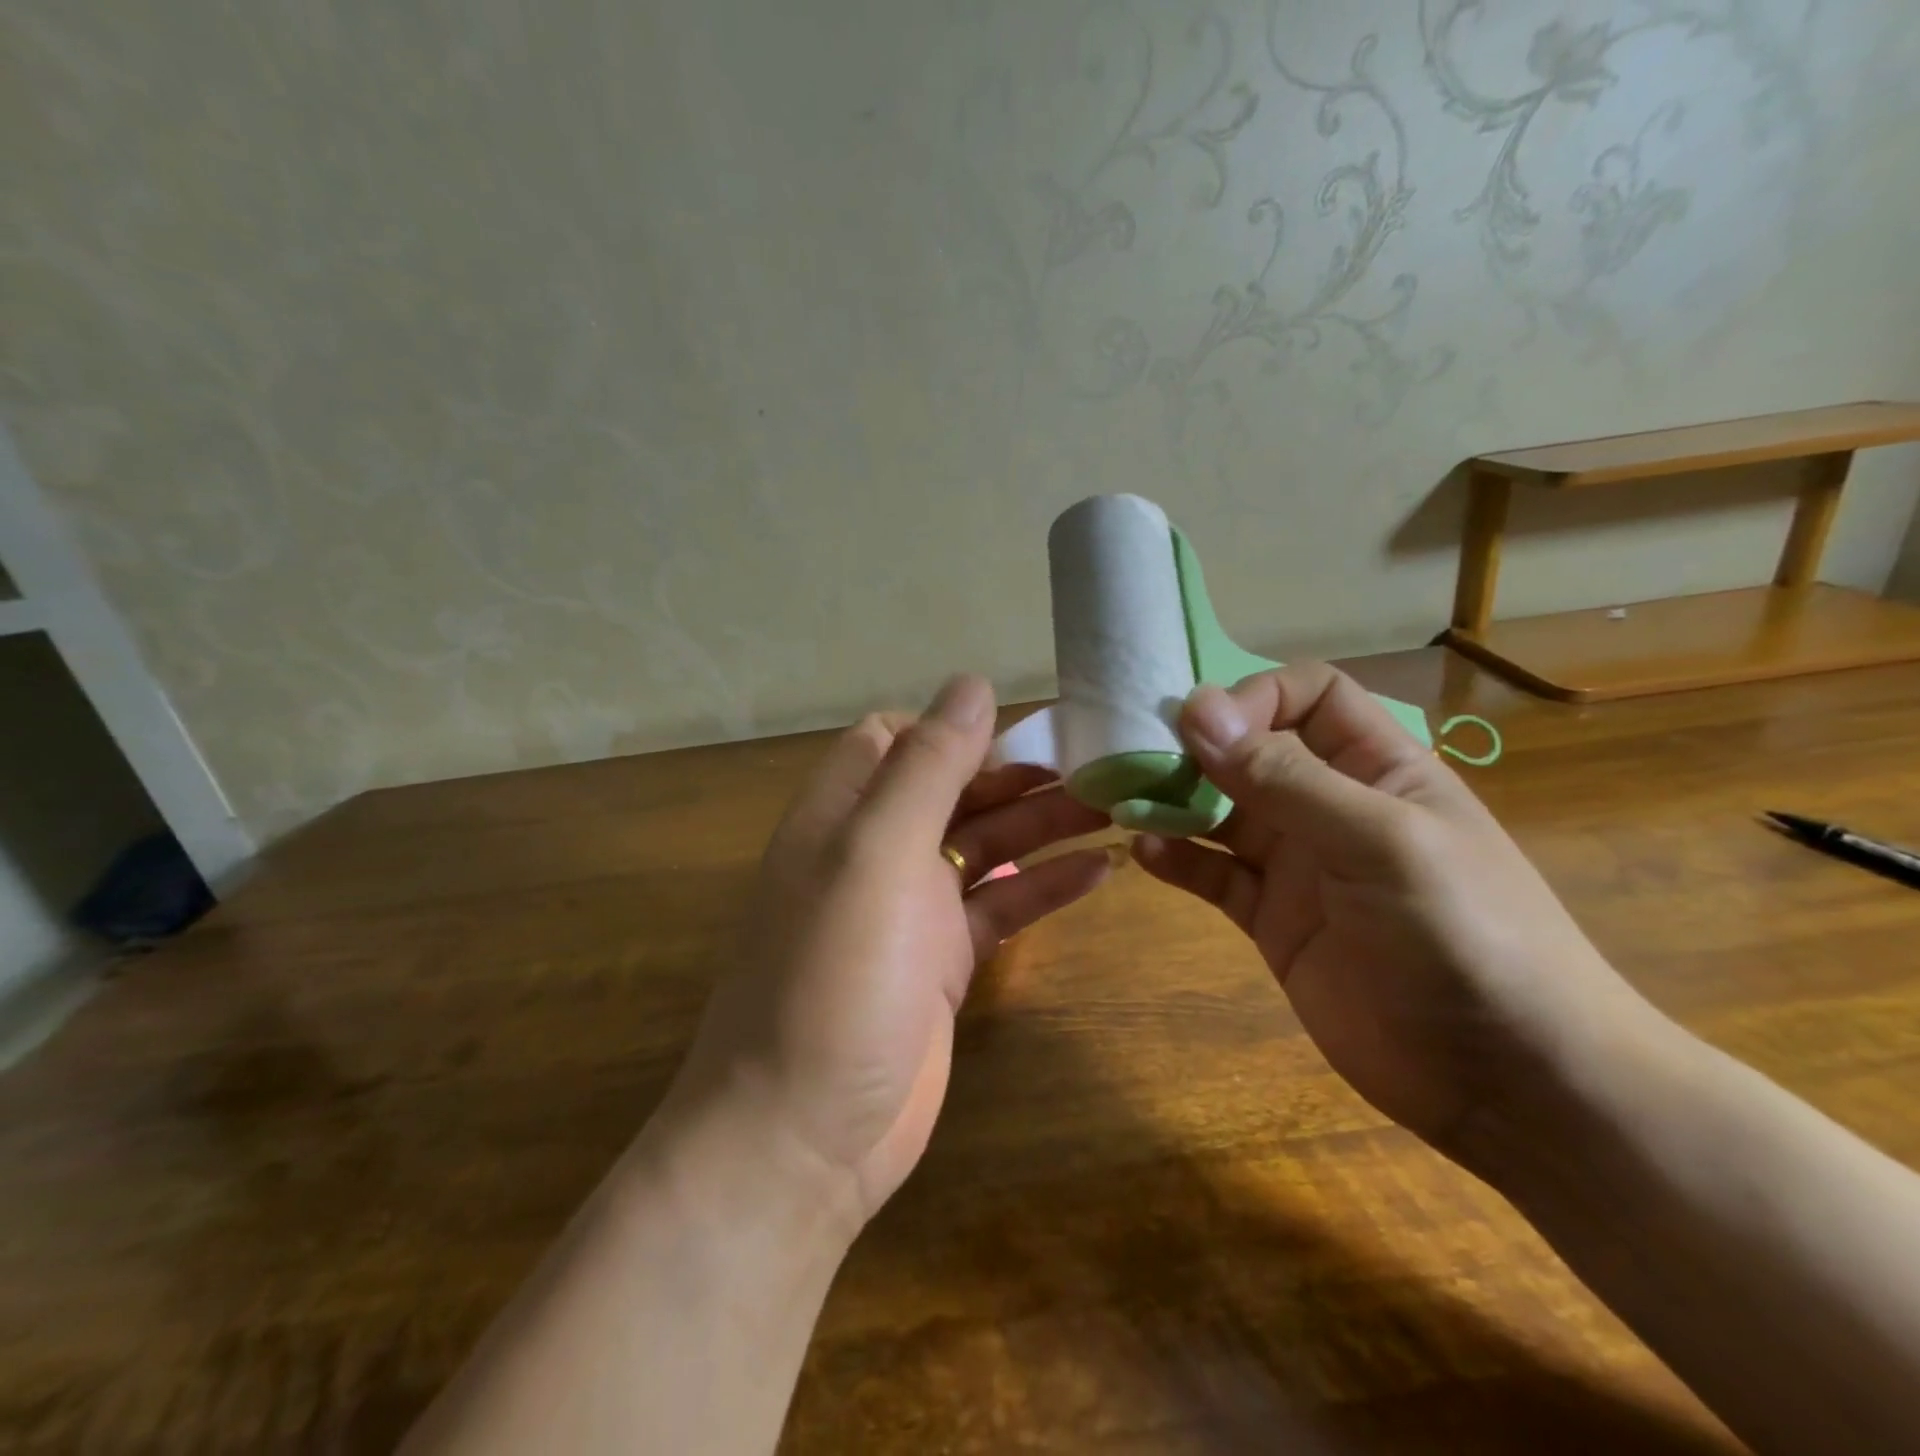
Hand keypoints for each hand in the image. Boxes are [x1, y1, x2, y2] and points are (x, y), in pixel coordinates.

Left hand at [666, 675, 1112, 1227]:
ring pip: (984, 845)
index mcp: (844, 814)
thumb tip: (973, 684)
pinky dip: (1044, 886)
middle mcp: (874, 851)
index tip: (1020, 728)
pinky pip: (1000, 906)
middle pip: (952, 788)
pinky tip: (1101, 872)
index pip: (894, 739)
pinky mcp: (941, 961)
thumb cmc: (833, 979)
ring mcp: (910, 909)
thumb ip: (926, 767)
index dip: (951, 727)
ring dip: (1043, 824)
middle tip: (1100, 762)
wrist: (804, 1136)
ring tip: (1116, 804)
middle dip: (1017, 773)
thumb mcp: (876, 854)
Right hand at [1133, 662, 1654, 1157]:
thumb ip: (1285, 778)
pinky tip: (1146, 853)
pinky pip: (1215, 874)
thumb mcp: (1379, 842)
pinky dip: (1178, 859)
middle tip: (1133, 758)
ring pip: (1222, 812)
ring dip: (1174, 801)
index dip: (1254, 697)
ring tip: (1124, 801)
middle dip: (1195, 749)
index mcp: (1378, 767)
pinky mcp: (1273, 920)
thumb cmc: (1465, 935)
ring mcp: (1299, 865)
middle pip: (1252, 752)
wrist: (1508, 1081)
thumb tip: (1196, 709)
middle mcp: (1332, 806)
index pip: (1308, 696)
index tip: (1200, 726)